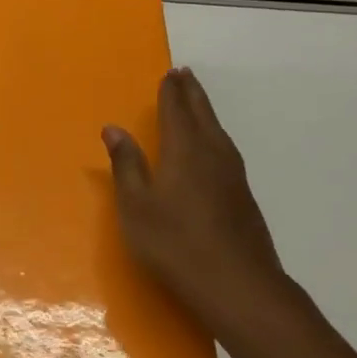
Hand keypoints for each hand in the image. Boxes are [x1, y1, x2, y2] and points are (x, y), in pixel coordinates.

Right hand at [103, 67, 304, 335]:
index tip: (170, 73)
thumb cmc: (175, 243)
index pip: (176, 111)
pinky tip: (212, 149)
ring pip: (218, 131)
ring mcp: (233, 175)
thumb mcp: (136, 206)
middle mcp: (213, 153)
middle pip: (202, 114)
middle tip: (185, 74)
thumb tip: (113, 128)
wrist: (237, 284)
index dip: (171, 92)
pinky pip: (225, 149)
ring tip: (197, 103)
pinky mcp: (243, 195)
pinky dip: (214, 135)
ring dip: (205, 112)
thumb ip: (126, 165)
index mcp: (185, 150)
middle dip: (191, 93)